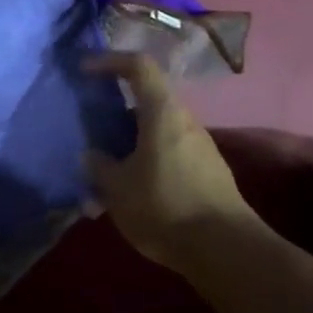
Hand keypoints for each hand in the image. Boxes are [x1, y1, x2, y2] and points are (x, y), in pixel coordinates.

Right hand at [86, 53, 251, 273]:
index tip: (84, 71)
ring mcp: (199, 147)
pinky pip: (168, 156)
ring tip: (106, 179)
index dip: (110, 61)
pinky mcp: (207, 173)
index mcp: (162, 112)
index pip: (139, 66)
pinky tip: (132, 198)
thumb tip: (92, 155)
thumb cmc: (166, 207)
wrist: (227, 251)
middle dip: (115, 116)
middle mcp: (184, 121)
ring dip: (130, 147)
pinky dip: (146, 165)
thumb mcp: (118, 188)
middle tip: (92, 137)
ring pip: (155, 133)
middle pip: (146, 103)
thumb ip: (99, 166)